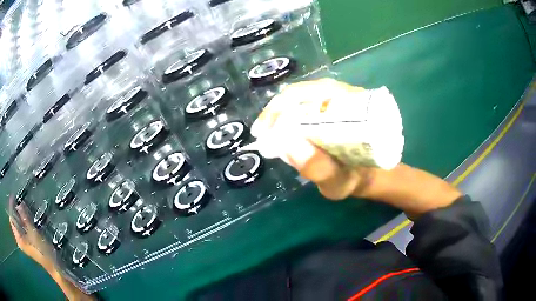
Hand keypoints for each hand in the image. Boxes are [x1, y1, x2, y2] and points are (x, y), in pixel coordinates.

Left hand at [9, 196, 56, 271]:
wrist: (52, 265)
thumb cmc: (42, 250)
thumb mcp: (33, 232)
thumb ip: (24, 217)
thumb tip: (18, 203)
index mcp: (18, 238)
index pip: (11, 218)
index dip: (12, 207)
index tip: (15, 197)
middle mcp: (19, 240)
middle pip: (14, 220)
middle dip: (16, 210)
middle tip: (20, 200)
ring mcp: (23, 242)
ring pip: (18, 224)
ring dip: (20, 215)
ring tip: (24, 206)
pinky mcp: (26, 242)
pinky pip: (21, 228)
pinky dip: (22, 221)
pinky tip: (27, 217)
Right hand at [251, 78, 461, 214]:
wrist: (370, 175)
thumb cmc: (357, 178)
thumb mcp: (340, 181)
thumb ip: (319, 168)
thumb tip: (288, 143)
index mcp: (353, 106)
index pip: (312, 94)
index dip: (283, 109)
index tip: (265, 132)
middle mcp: (345, 95)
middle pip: (302, 92)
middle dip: (277, 111)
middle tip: (262, 134)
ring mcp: (336, 99)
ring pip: (300, 96)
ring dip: (280, 113)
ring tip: (267, 132)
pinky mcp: (330, 107)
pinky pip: (303, 104)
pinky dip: (286, 115)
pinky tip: (279, 129)